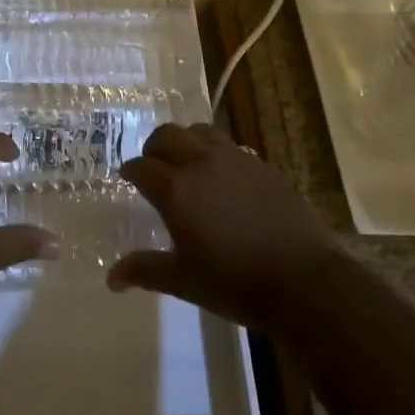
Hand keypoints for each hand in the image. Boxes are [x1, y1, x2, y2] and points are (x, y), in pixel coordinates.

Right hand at [108, 123, 338, 332]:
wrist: (303, 280)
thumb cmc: (235, 283)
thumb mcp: (184, 281)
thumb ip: (146, 271)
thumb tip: (111, 278)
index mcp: (175, 189)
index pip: (141, 166)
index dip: (131, 171)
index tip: (128, 179)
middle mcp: (200, 163)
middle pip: (167, 135)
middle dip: (154, 147)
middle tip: (154, 166)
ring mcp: (234, 159)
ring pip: (200, 131)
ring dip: (186, 141)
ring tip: (188, 163)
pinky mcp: (262, 165)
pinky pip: (230, 147)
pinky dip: (217, 154)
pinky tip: (224, 178)